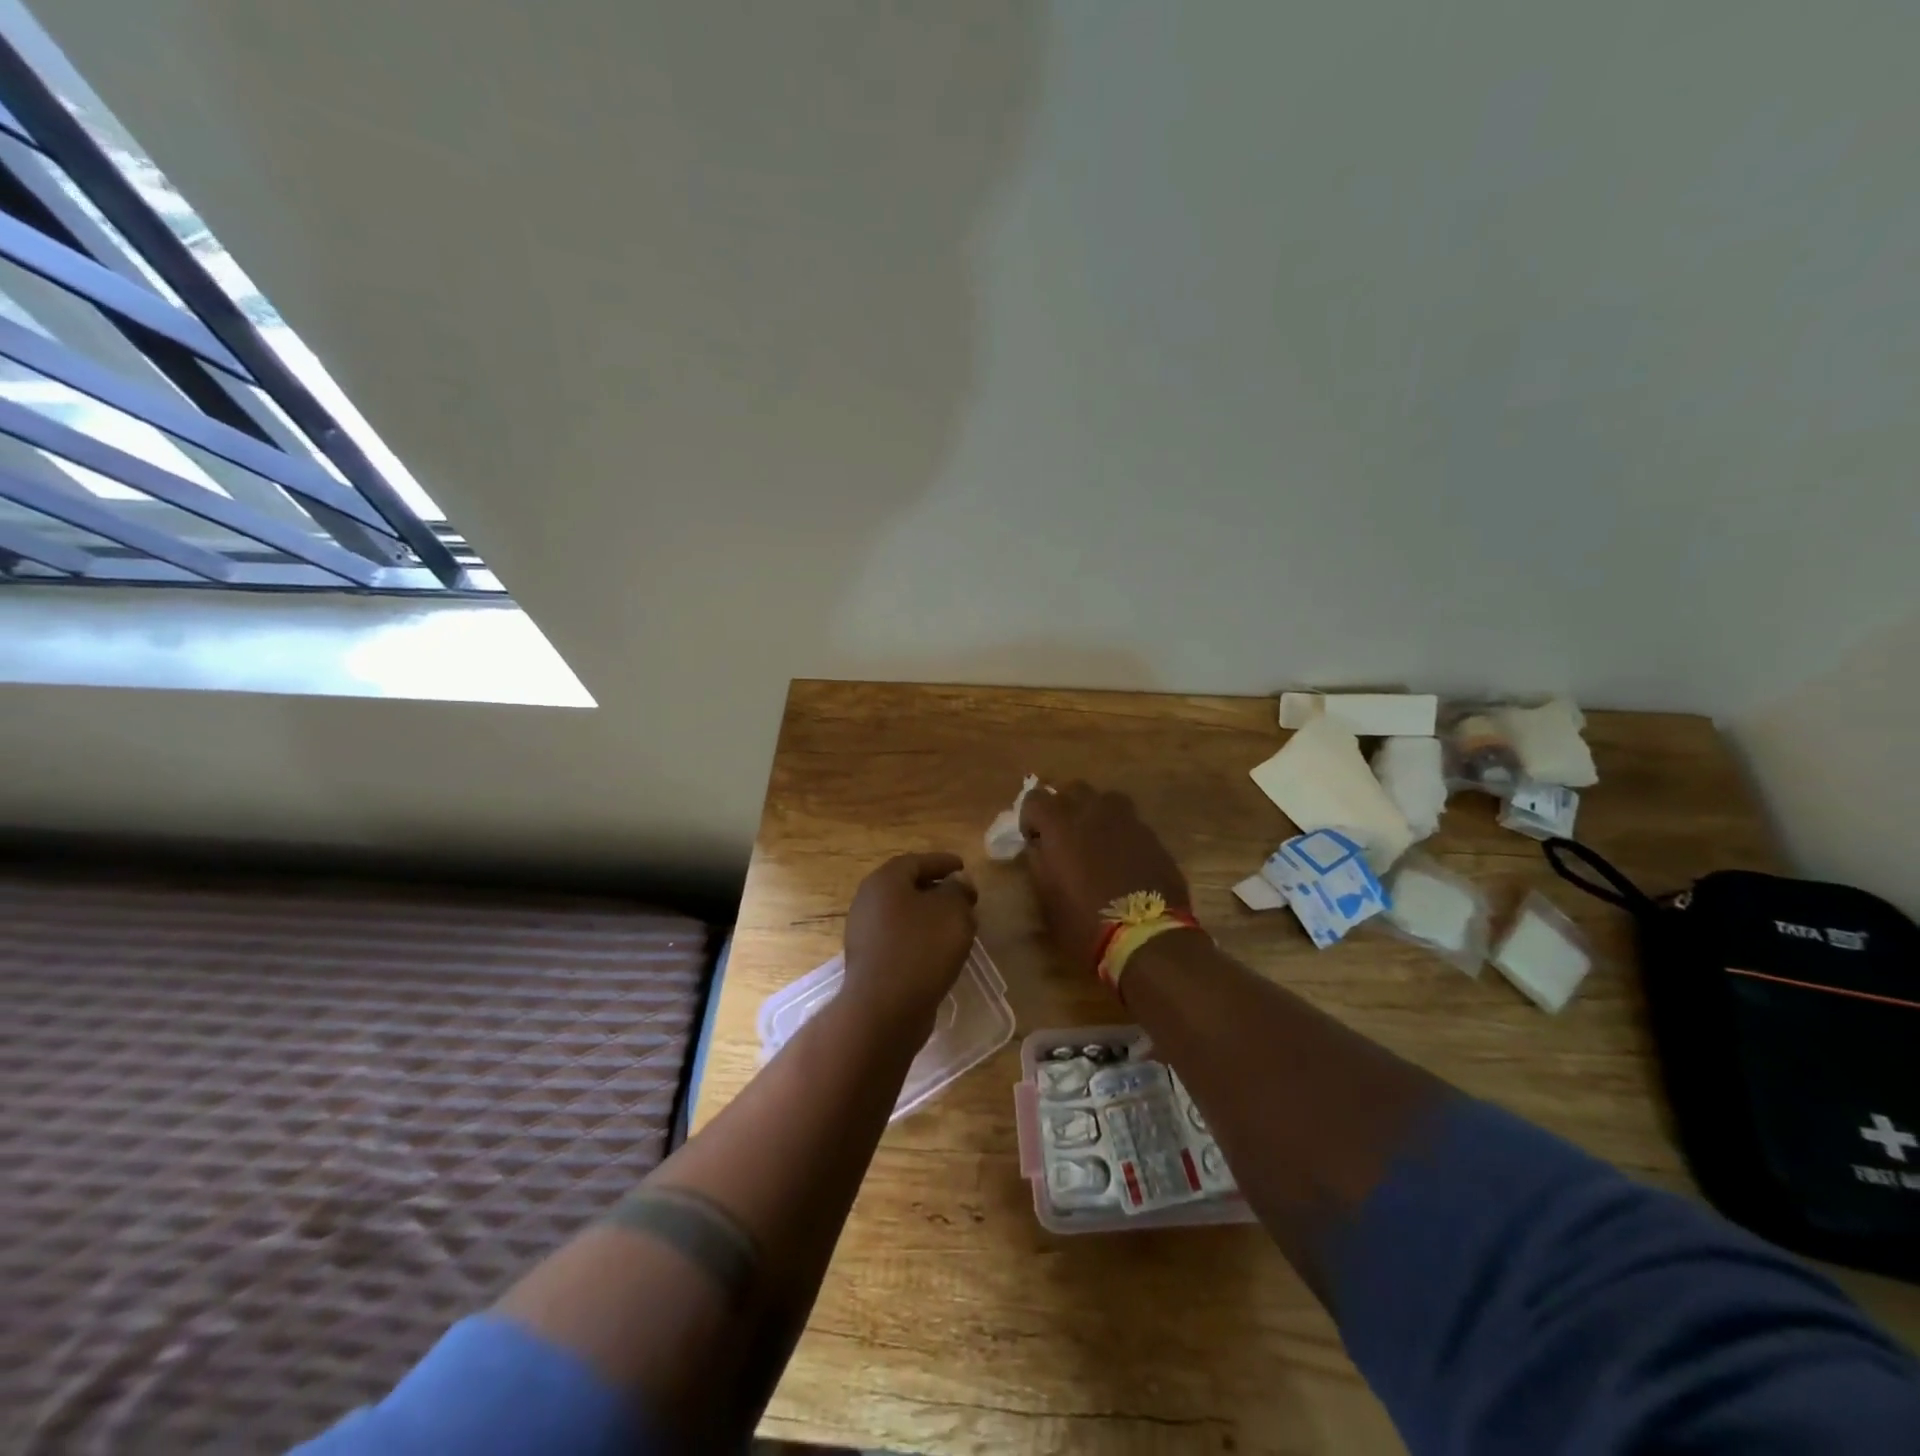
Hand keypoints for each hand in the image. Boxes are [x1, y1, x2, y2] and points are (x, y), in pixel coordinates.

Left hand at [843, 852, 978, 1028]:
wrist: (885, 1009)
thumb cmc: (921, 949)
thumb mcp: (952, 912)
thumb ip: (958, 890)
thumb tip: (956, 882)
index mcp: (885, 881)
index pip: (917, 861)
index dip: (943, 862)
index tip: (964, 866)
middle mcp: (868, 901)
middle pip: (906, 887)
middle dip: (936, 889)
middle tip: (962, 896)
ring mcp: (864, 933)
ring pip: (903, 915)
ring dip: (928, 916)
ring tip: (956, 924)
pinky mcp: (869, 961)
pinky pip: (899, 939)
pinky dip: (919, 937)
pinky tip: (939, 950)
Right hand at [1020, 782, 1192, 973]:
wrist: (1145, 938)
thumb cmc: (1084, 922)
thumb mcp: (1046, 897)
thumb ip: (1038, 862)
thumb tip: (1039, 846)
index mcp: (1060, 824)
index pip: (1035, 798)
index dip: (1030, 818)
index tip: (1033, 839)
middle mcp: (1093, 811)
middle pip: (1073, 789)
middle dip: (1064, 806)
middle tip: (1063, 834)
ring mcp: (1127, 821)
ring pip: (1106, 800)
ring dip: (1095, 812)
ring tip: (1094, 839)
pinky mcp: (1152, 837)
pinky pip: (1130, 823)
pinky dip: (1120, 833)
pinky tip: (1121, 858)